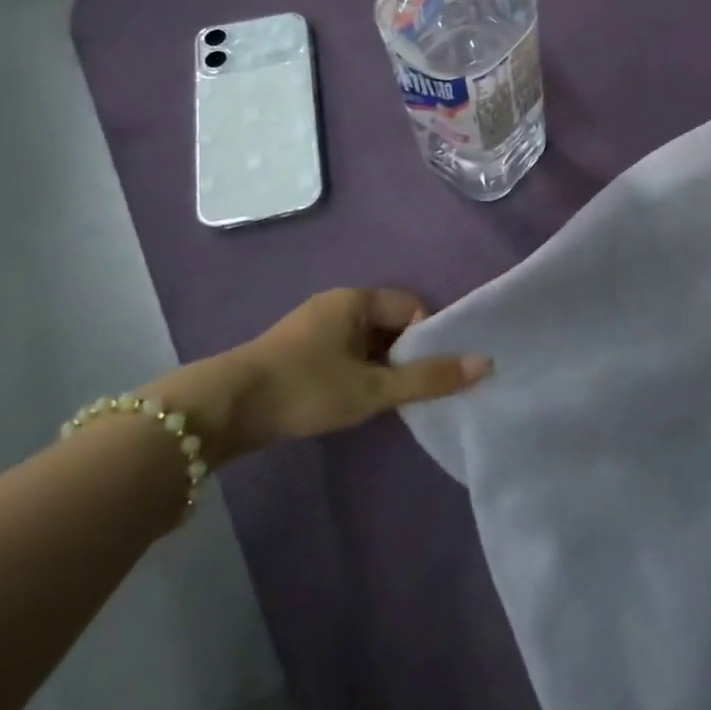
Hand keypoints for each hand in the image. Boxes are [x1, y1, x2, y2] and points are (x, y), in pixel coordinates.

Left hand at [146, 289, 490, 461]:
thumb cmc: (306, 388)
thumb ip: (428, 378)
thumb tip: (486, 363)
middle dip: (404, 356)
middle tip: (407, 393)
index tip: (423, 374)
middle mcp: (337, 304)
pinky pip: (345, 354)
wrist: (224, 410)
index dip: (425, 339)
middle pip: (390, 325)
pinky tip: (352, 402)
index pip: (411, 308)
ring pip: (367, 343)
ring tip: (381, 402)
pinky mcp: (297, 351)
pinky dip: (358, 374)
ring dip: (380, 369)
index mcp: (356, 299)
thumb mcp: (373, 388)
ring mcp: (314, 327)